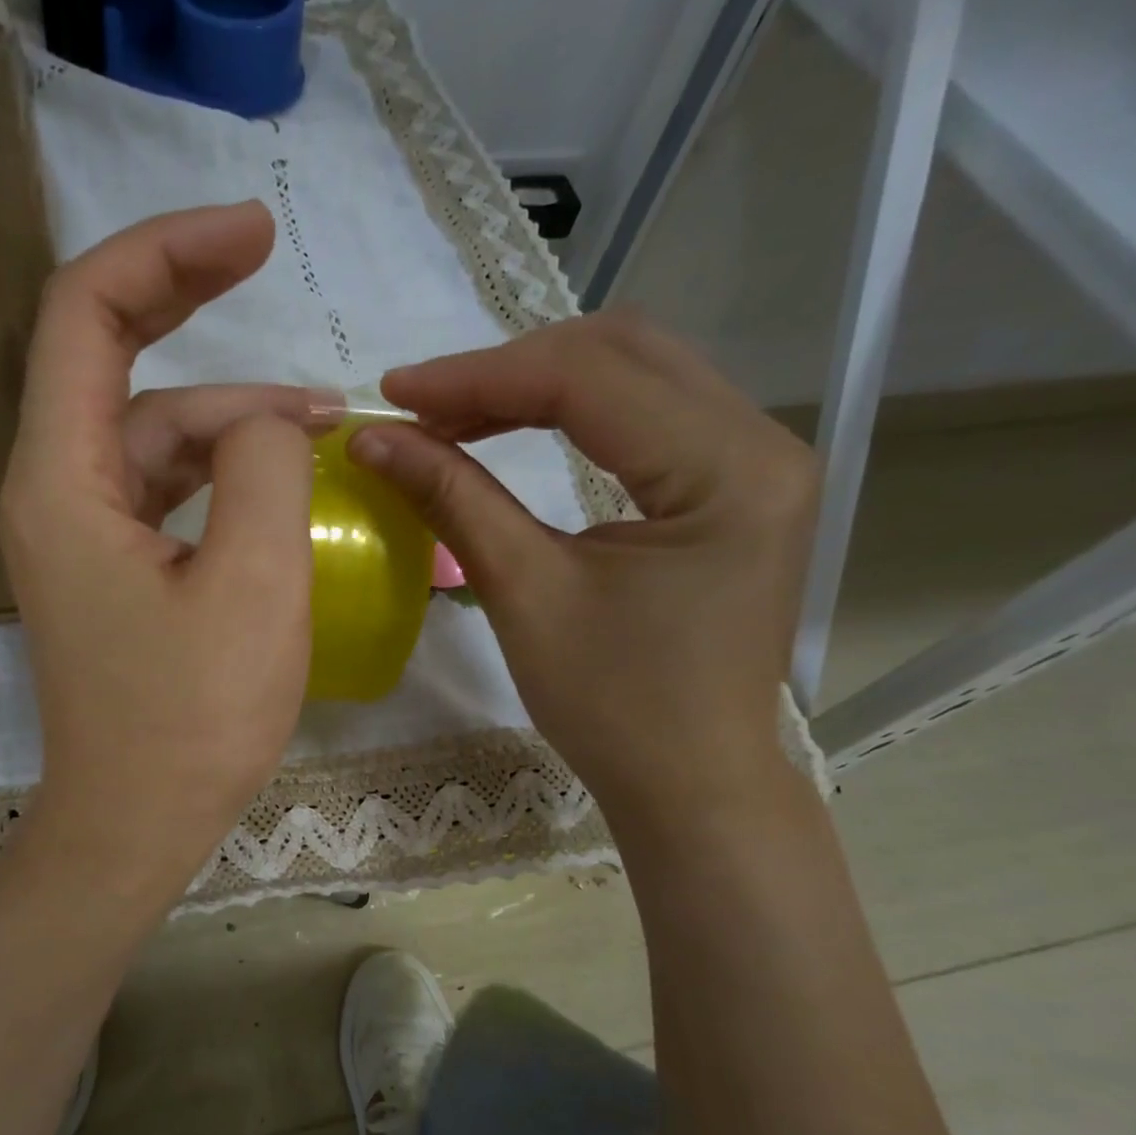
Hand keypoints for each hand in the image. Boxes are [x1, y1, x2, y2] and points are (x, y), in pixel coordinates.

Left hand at [0, 202, 320, 908]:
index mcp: (63, 483)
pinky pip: (166, 492)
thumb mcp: (254, 586)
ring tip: (321, 424)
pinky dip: (222, 474)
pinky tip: (280, 481)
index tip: (250, 232)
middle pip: (115, 363)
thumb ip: (266, 468)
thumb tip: (271, 420)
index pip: (87, 316)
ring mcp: (83, 536)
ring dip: (230, 418)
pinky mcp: (115, 573)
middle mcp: (55, 493)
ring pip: (155, 437)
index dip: (165, 253)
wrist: (136, 826)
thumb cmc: (191, 720)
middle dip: (189, 304)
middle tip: (269, 259)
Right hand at [352, 311, 818, 816]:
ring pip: (636, 373)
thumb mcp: (525, 594)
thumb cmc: (613, 707)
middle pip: (622, 353)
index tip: (393, 395)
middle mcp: (762, 442)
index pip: (590, 380)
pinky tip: (514, 432)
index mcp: (727, 471)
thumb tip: (373, 440)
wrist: (690, 781)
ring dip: (537, 385)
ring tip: (455, 418)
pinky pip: (648, 414)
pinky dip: (571, 413)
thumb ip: (454, 499)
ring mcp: (757, 461)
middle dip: (508, 371)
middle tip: (424, 408)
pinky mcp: (735, 485)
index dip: (479, 377)